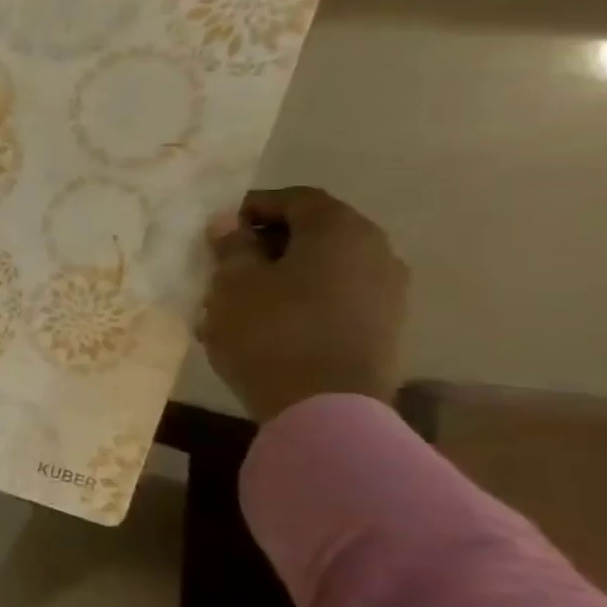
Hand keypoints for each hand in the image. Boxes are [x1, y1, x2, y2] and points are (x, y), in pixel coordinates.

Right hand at [198, 187, 409, 423]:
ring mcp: (387, 292)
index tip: (219, 228)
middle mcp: (375, 252)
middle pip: (315, 232)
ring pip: (325, 267)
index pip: (296, 199)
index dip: (254, 206)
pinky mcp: (382, 327)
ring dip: (283, 273)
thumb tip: (229, 223)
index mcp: (340, 231)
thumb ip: (231, 246)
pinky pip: (336, 296)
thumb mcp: (233, 282)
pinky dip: (301, 297)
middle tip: (226, 261)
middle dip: (268, 242)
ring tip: (241, 296)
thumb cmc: (270, 330)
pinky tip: (266, 321)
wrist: (325, 407)